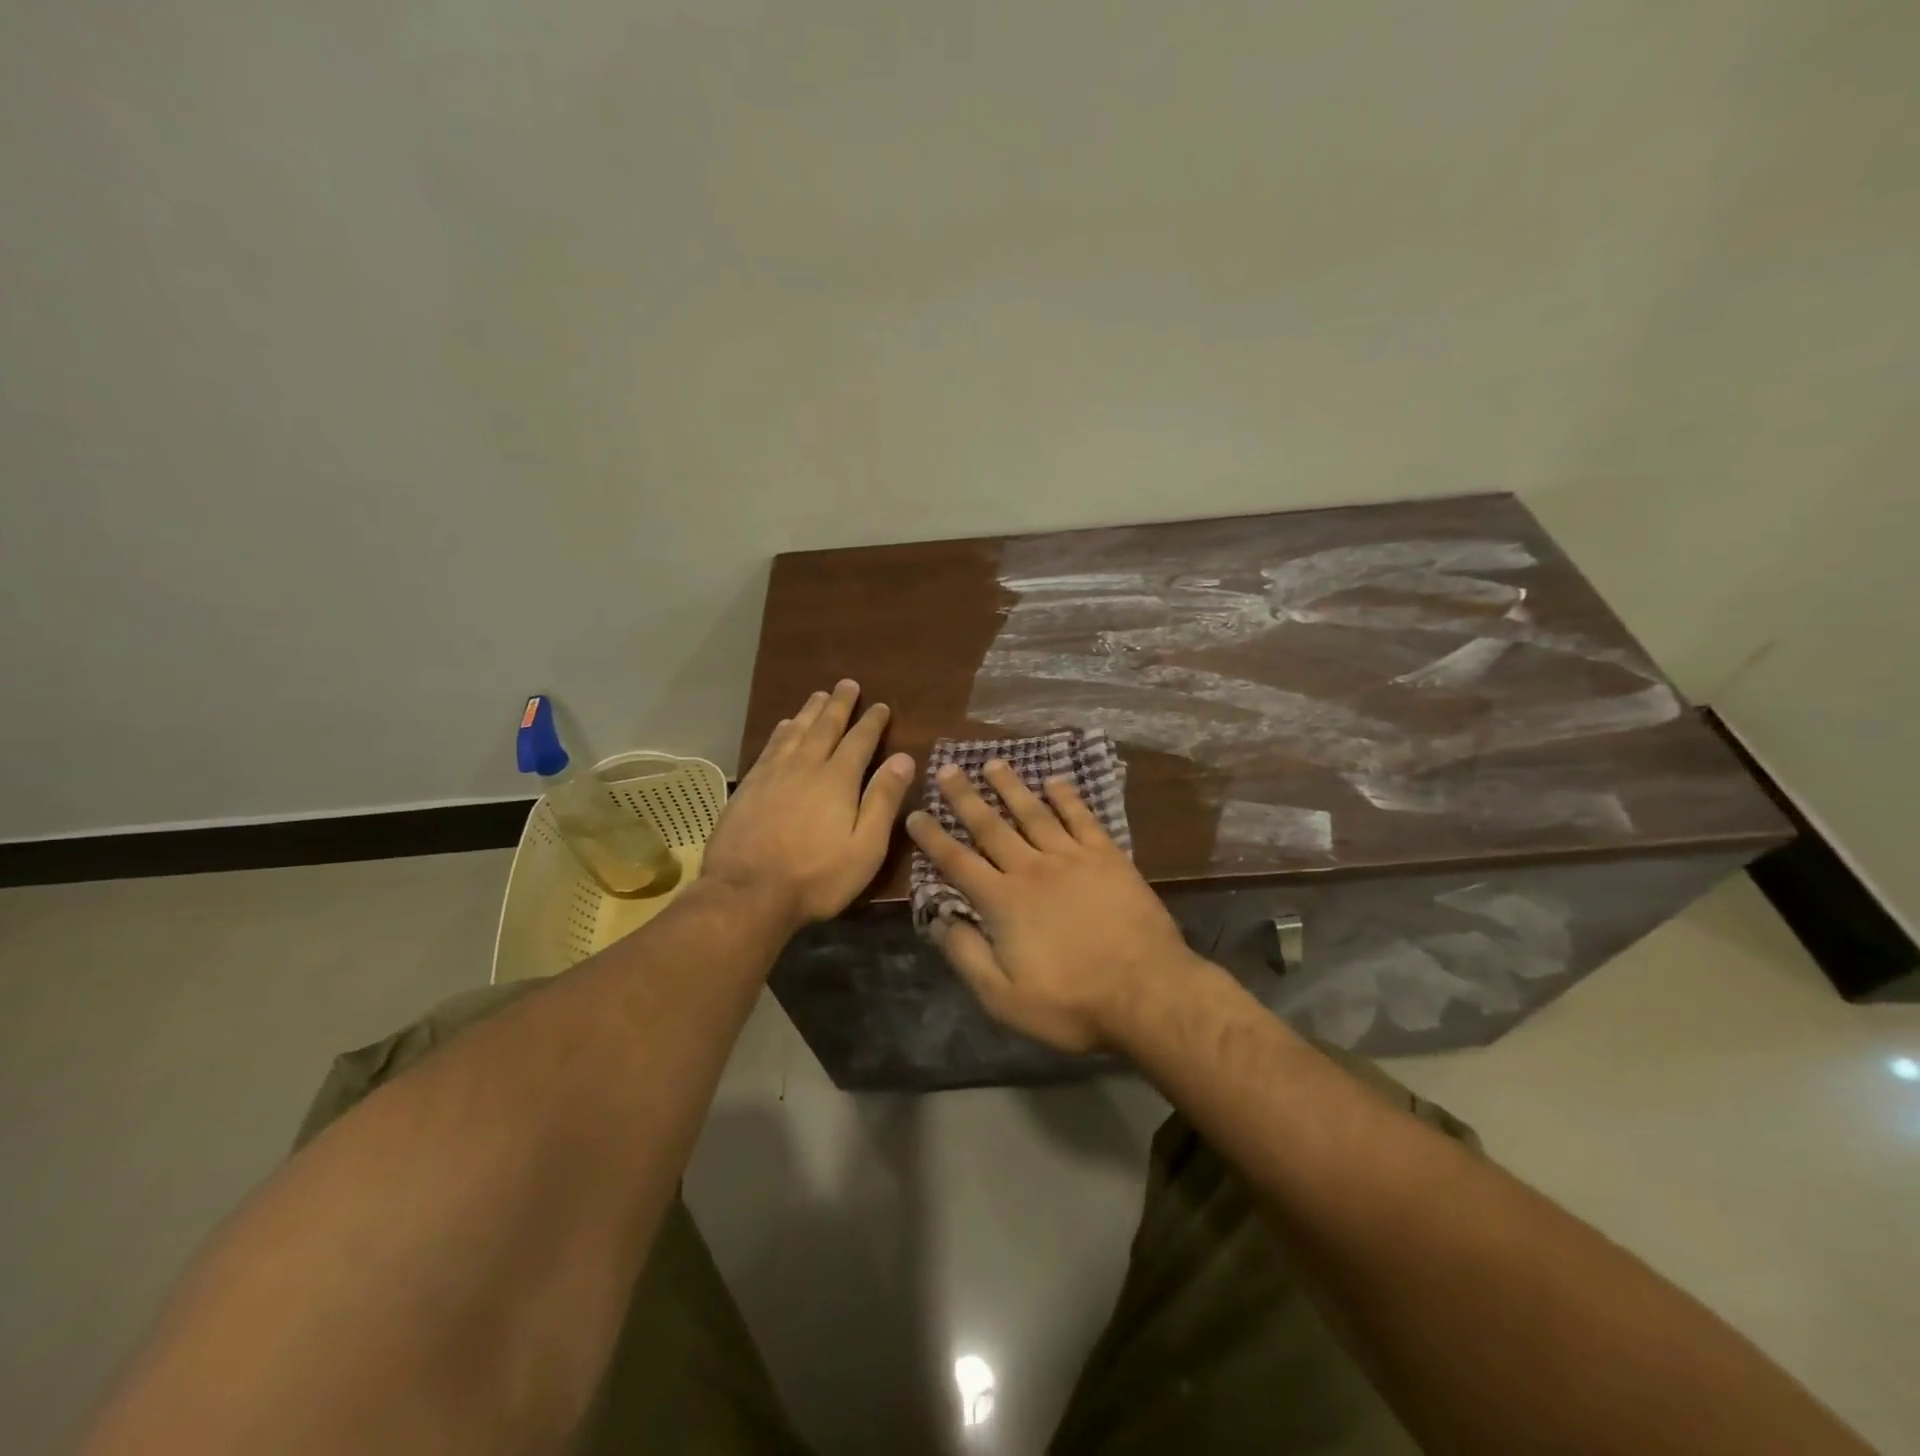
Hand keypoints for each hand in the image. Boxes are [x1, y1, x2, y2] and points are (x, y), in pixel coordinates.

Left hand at [704, 680, 914, 927]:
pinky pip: (769, 746)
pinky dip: (781, 731)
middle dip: (839, 704)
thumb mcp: (865, 847)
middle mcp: (805, 766)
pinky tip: (783, 726)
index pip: (859, 741)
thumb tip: (904, 758)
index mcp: (837, 779)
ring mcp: (773, 774)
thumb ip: (883, 800)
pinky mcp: (749, 786)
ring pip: (795, 731)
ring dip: (809, 711)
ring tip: (819, 695)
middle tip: (847, 684)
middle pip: (825, 727)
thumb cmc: (816, 877)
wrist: (747, 893)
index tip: (881, 706)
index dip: (872, 722)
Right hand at [906, 760, 1202, 1052]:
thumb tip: (938, 919)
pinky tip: (1055, 781)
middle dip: (966, 797)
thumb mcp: (1003, 998)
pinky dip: (1067, 797)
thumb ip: (966, 954)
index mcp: (1003, 901)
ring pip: (1034, 813)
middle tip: (948, 768)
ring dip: (1011, 787)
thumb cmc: (1071, 1002)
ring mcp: (1072, 858)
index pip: (958, 862)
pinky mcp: (1108, 857)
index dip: (934, 838)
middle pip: (991, 826)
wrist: (1147, 993)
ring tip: (994, 763)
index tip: (915, 814)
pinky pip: (1082, 818)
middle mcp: (1032, 869)